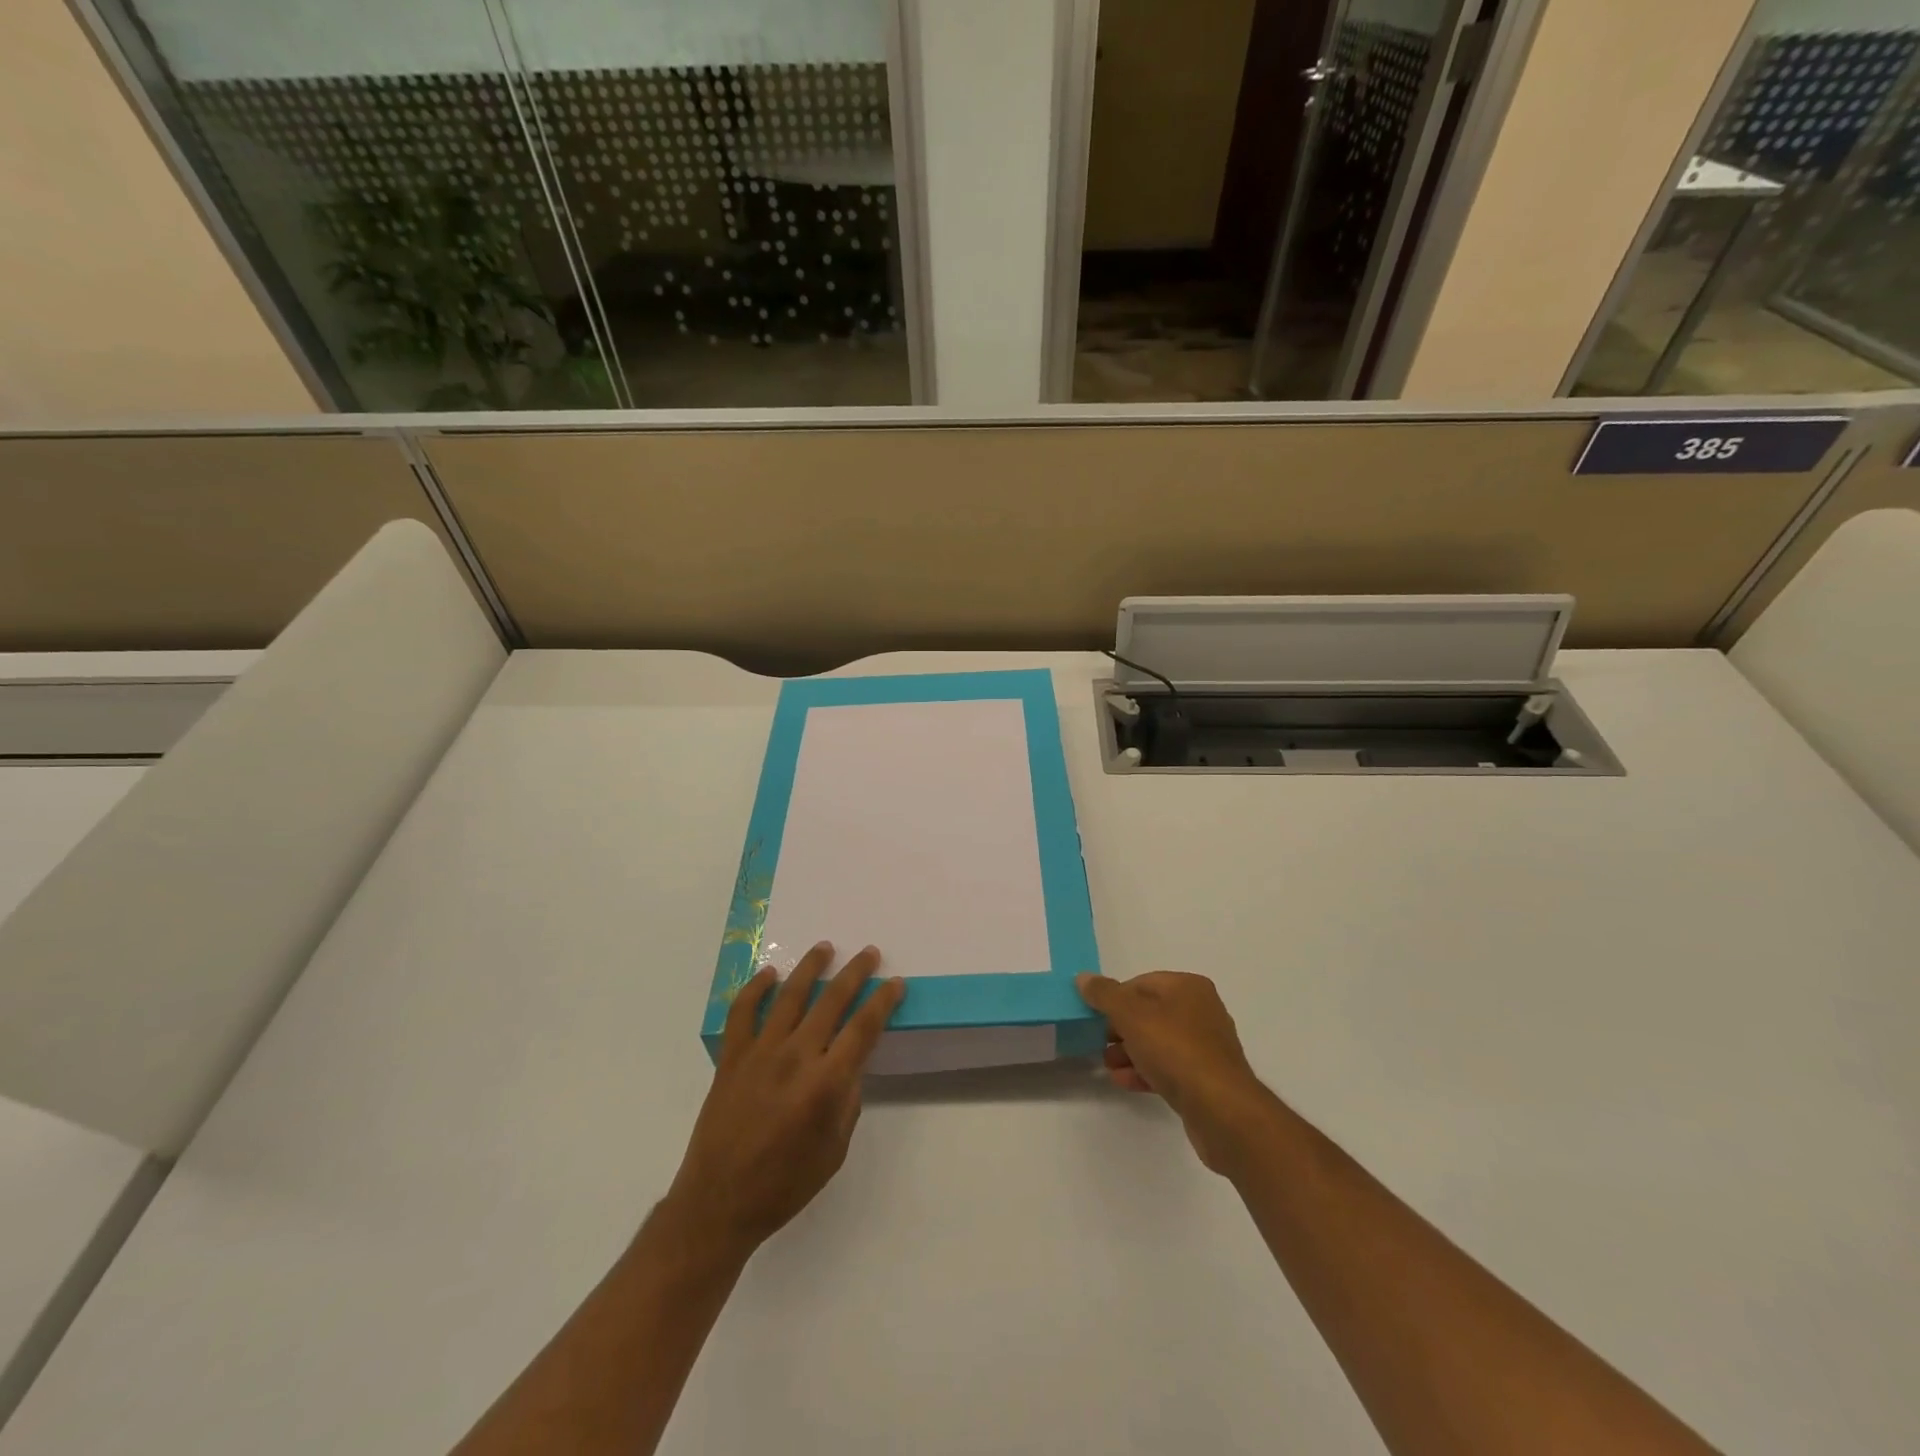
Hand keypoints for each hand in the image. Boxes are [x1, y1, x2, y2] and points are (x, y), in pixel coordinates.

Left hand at [666, 943, 905, 1257]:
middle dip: (855, 973)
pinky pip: (743, 1012)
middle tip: (869, 953)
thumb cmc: (784, 1185)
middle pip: (832, 1001)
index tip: (895, 983)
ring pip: (790, 995)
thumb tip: (848, 1067)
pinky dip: (755, 989)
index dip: (883, 1002)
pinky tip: (769, 974)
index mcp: (826, 1083)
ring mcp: (760, 1053)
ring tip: (825, 948)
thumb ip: (847, 1102)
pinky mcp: (731, 1057)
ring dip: (810, 968)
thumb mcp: (834, 1151)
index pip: (863, 1028)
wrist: (718, 1203)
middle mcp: (796, 1057)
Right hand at [1077, 971, 1273, 1175]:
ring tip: (1107, 1064)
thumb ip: (1105, 995)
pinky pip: (1169, 1067)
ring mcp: (1206, 1047)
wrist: (1221, 1110)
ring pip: (1158, 1042)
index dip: (1115, 998)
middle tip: (1098, 1041)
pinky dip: (1145, 1070)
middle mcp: (1201, 1011)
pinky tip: (1124, 1081)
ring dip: (1130, 1051)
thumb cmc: (1175, 1050)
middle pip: (1149, 1012)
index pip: (1142, 983)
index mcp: (1188, 987)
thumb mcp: (1131, 1015)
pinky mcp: (1205, 1078)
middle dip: (1120, 1027)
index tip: (1095, 1016)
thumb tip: (1084, 978)